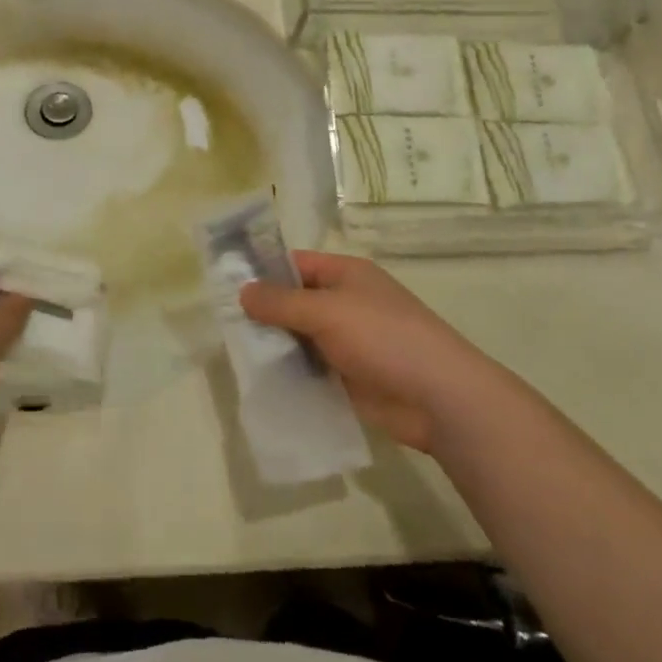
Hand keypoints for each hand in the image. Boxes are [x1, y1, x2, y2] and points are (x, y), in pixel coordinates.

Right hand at [240, 252, 482, 452]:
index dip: (264, 271)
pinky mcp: (349, 376)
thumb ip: (281, 302)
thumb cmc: (383, 337)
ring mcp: (347, 341)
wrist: (438, 397)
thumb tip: (243, 292)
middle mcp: (345, 303)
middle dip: (263, 312)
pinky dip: (290, 372)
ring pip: (300, 337)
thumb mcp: (326, 311)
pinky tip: (262, 380)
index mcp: (346, 275)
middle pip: (295, 301)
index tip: (226, 284)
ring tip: (235, 354)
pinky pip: (310, 368)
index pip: (296, 264)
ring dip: (274, 345)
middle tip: (224, 324)